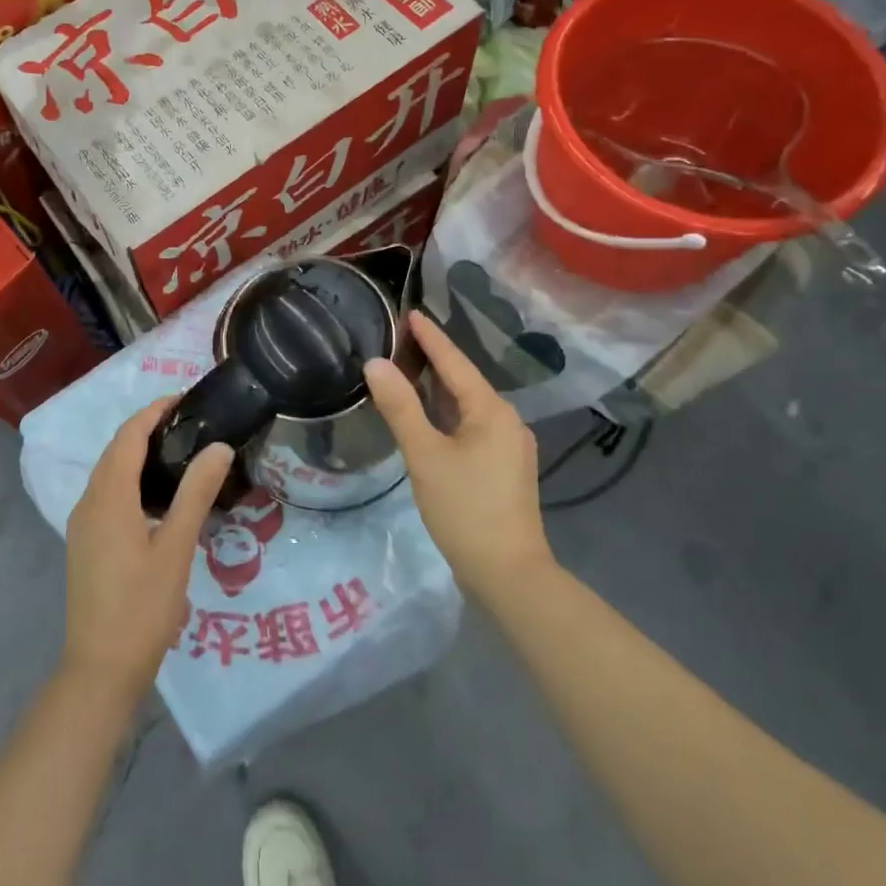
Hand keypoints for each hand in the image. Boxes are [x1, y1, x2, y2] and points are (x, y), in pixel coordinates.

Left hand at [62, 399, 233, 703]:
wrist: (100, 669)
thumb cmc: (142, 607)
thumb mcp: (177, 547)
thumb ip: (196, 493)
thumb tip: (218, 447)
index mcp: (108, 498)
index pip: (129, 437)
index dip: (153, 412)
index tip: (185, 398)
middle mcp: (88, 503)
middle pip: (116, 451)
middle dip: (147, 428)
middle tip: (190, 422)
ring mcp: (83, 525)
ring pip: (110, 474)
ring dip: (138, 454)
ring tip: (180, 451)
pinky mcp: (86, 544)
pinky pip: (107, 495)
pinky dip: (131, 480)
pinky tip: (158, 497)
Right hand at [364, 310, 552, 595]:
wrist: (508, 572)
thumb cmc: (464, 508)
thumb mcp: (425, 455)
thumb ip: (400, 407)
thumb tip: (375, 364)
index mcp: (491, 411)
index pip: (456, 363)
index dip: (432, 337)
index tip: (412, 312)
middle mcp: (507, 421)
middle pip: (465, 381)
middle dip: (435, 361)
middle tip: (402, 339)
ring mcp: (510, 446)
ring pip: (469, 407)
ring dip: (441, 389)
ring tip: (410, 371)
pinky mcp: (505, 468)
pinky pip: (473, 427)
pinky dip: (448, 415)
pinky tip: (430, 418)